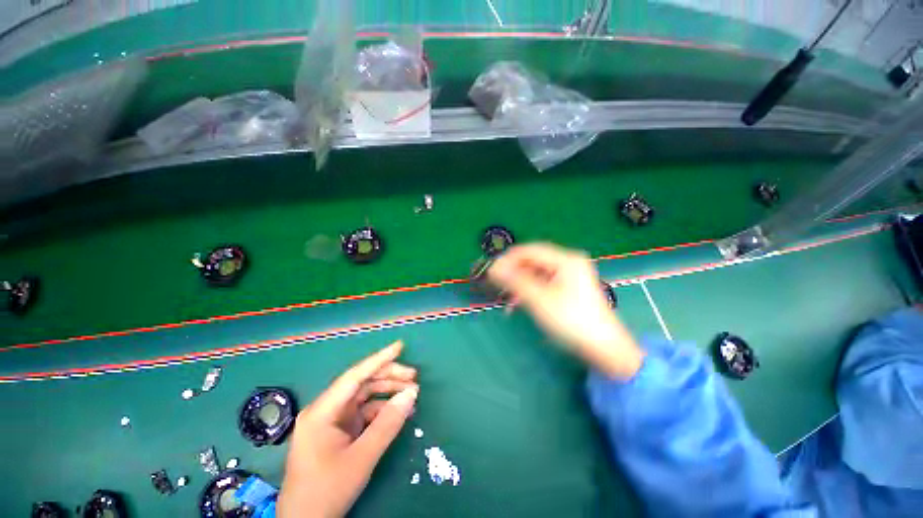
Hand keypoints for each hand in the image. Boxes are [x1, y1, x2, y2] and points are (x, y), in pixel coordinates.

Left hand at [277, 341, 417, 517]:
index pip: (355, 376)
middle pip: (362, 384)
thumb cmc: (327, 491)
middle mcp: (326, 410)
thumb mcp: (361, 458)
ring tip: (411, 396)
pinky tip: (399, 414)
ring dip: (388, 394)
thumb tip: (411, 394)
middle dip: (389, 378)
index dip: (379, 358)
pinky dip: (382, 411)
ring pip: (365, 397)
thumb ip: (388, 424)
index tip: (400, 346)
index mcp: (322, 411)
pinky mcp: (339, 432)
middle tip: (414, 378)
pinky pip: (364, 413)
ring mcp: (332, 421)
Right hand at [488, 243, 643, 378]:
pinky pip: (544, 283)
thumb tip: (493, 268)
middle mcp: (569, 263)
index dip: (508, 258)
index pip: (530, 250)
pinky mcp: (569, 289)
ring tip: (506, 299)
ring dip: (520, 284)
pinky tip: (519, 303)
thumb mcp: (539, 299)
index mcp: (566, 260)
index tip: (491, 270)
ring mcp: (570, 276)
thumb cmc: (571, 320)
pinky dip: (530, 291)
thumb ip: (515, 281)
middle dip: (513, 273)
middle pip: (533, 261)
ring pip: (537, 273)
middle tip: (496, 285)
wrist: (604, 349)